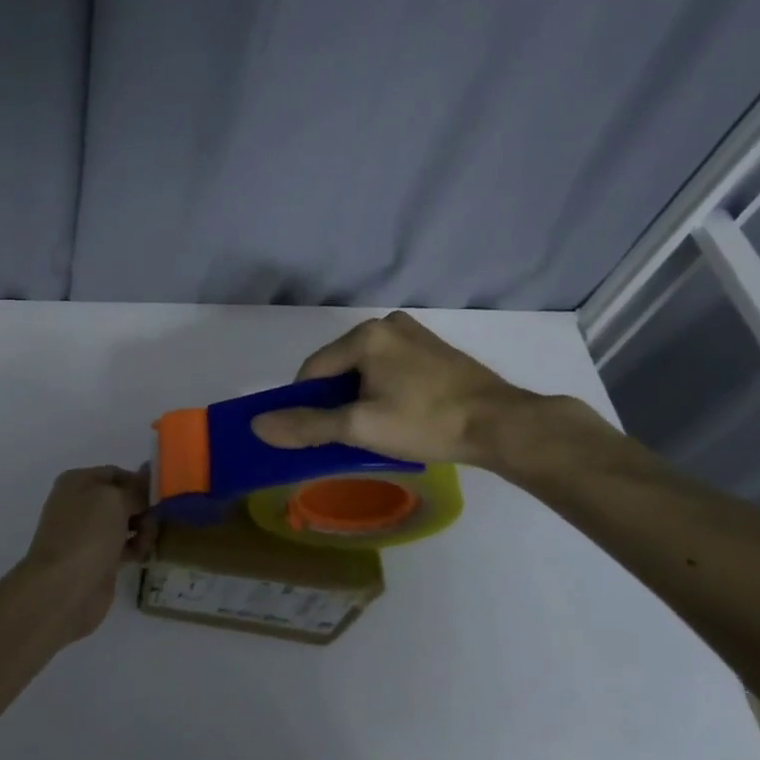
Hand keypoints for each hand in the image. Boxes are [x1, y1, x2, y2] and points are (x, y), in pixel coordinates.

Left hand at [16, 466, 152, 644]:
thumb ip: (136, 490)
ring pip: (125, 523)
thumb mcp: (115, 500)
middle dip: (143, 506)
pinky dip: (136, 547)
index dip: (140, 480)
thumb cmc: (87, 534)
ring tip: (148, 539)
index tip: (164, 492)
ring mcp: (88, 534)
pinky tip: (143, 554)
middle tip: (162, 516)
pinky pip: (124, 546)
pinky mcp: (98, 559)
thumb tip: (148, 482)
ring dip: (143, 528)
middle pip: (122, 499)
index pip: (115, 473)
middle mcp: (80, 504)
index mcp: (77, 482)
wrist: (64, 588)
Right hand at [249, 311, 539, 469]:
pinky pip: (392, 368)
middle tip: (351, 435)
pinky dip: (385, 390)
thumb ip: (308, 425)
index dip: (307, 405)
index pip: (313, 371)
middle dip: (337, 400)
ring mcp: (415, 335)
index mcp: (365, 335)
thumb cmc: (426, 422)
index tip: (318, 434)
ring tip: (377, 429)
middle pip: (340, 368)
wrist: (502, 425)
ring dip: (361, 397)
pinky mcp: (435, 350)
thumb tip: (258, 426)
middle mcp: (387, 325)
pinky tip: (401, 415)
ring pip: (366, 369)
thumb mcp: (360, 427)